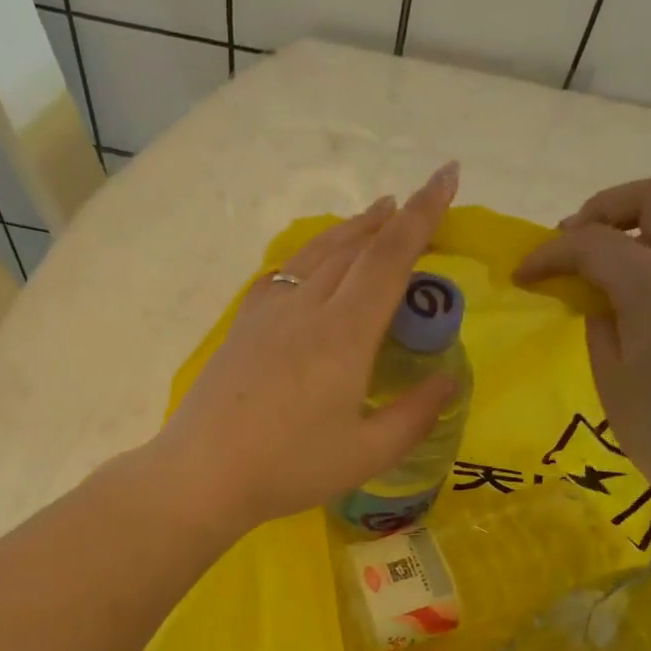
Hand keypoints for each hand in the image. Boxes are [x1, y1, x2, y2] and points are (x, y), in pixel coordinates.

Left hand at [150, 163, 461, 532]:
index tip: (446, 175)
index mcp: (344, 334)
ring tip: (375, 217)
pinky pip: (284, 274)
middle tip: (418, 204)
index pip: (390, 258)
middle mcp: (307, 309)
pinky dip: (311, 256)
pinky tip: (312, 266)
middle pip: (354, 248)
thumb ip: (413, 416)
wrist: (202, 474)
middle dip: (392, 220)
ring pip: (316, 254)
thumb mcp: (366, 455)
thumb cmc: (289, 468)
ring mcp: (269, 314)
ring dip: (351, 230)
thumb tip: (448, 381)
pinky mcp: (244, 327)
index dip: (423, 214)